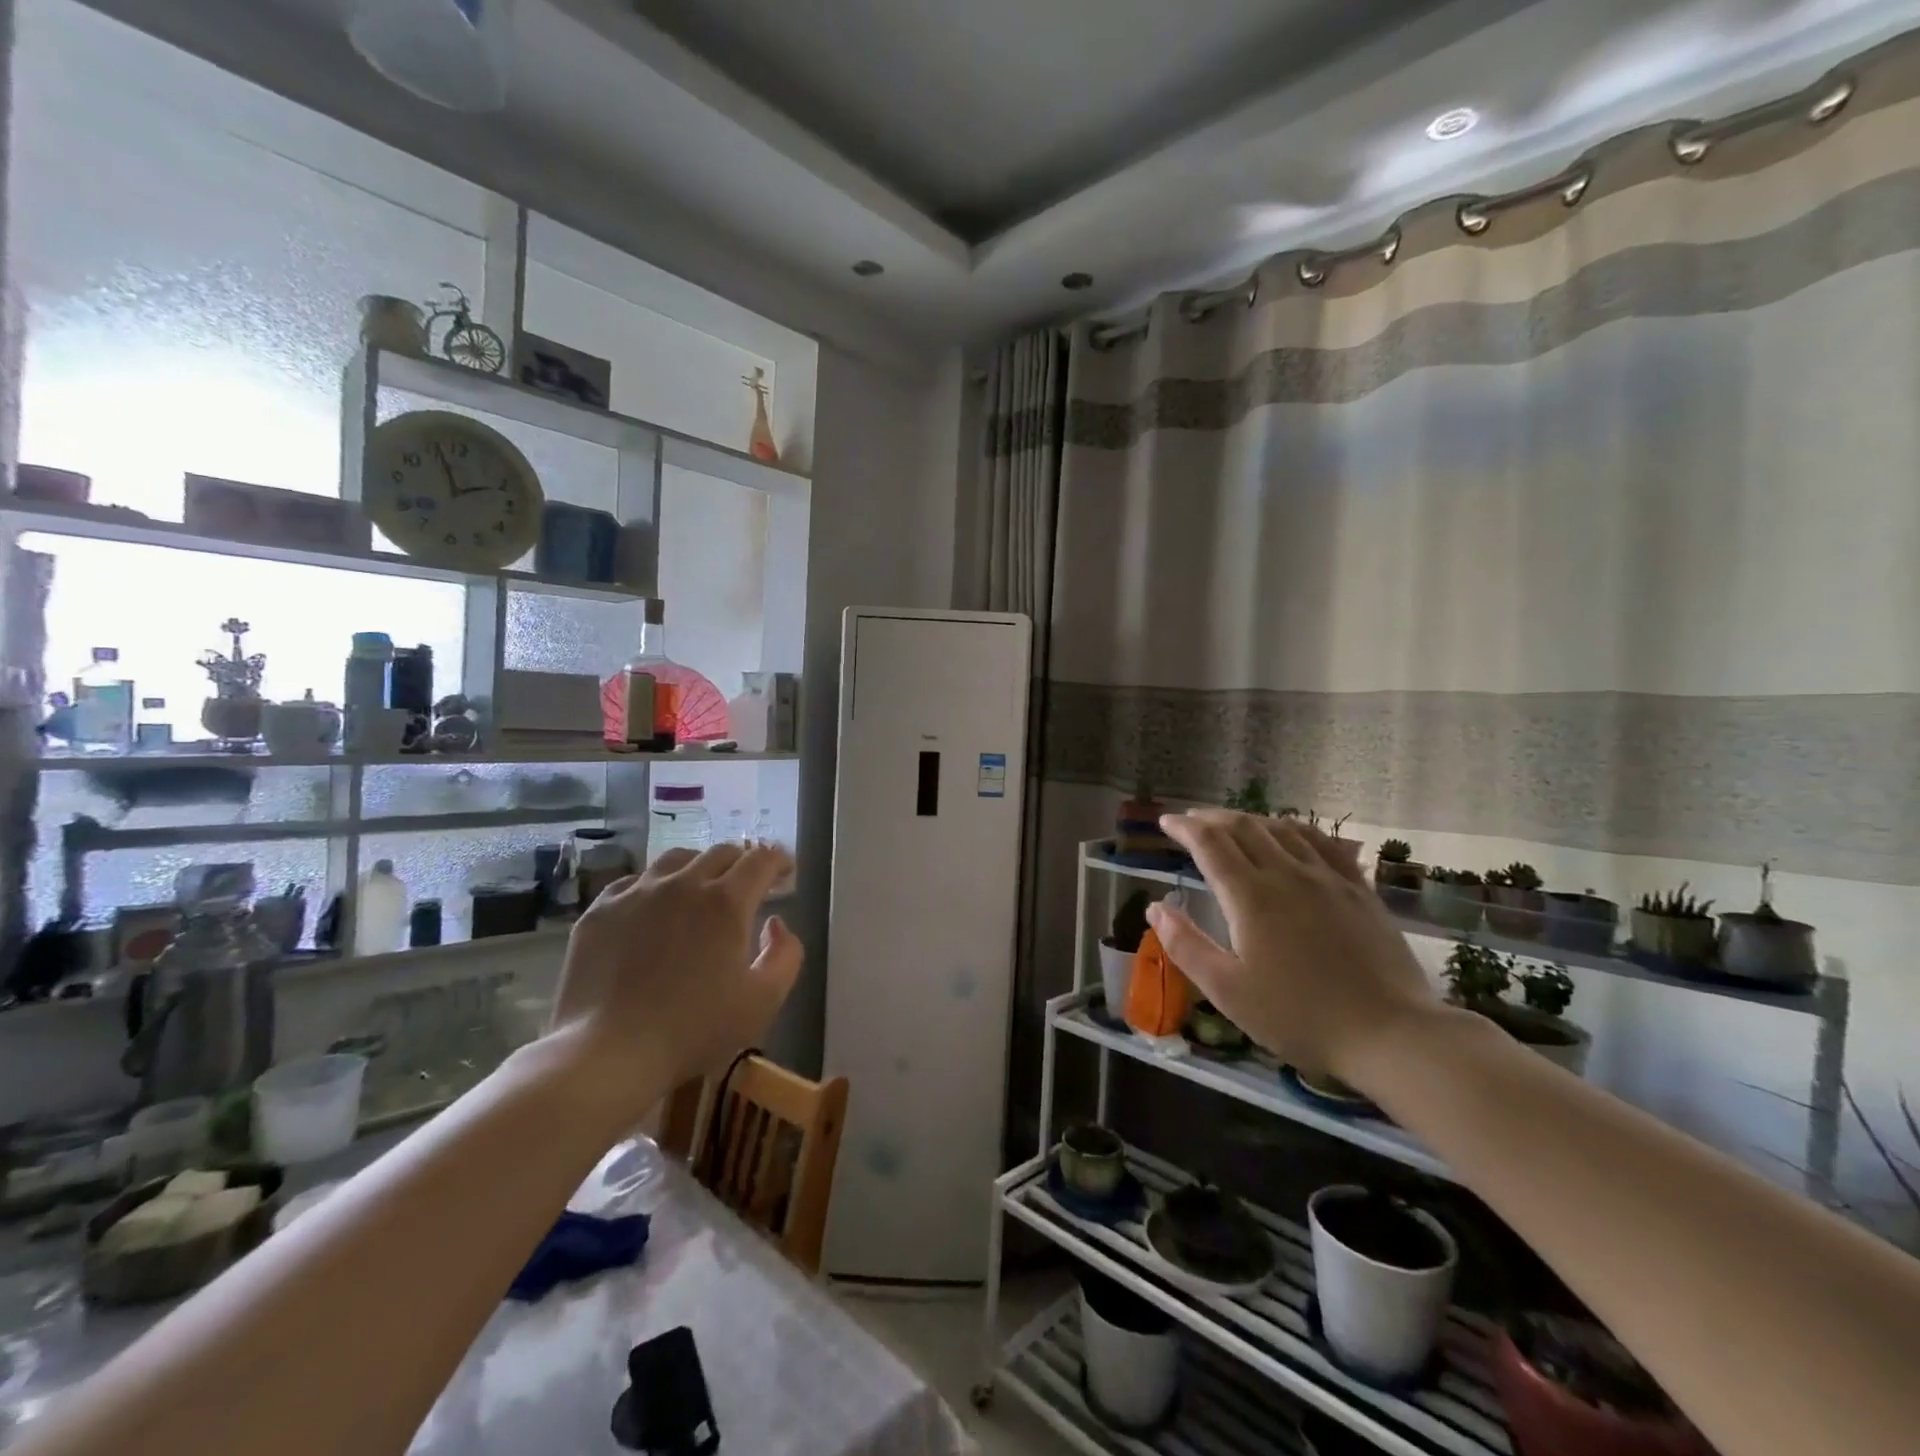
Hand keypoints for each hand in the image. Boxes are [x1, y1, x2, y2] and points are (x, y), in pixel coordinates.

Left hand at [545, 844, 802, 1117]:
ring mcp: (637, 892)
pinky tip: (653, 909)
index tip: (785, 872)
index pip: (761, 860)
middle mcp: (683, 883)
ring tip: (700, 888)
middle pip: (720, 853)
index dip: (779, 860)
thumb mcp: (763, 1000)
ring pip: (676, 860)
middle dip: (741, 863)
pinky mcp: (601, 910)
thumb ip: (785, 954)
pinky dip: (655, 887)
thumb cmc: (694, 1029)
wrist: (608, 1052)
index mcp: (726, 901)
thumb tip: (775, 923)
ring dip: (698, 868)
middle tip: (747, 885)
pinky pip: (635, 882)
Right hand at [1148, 810, 1437, 1084]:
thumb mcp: (1228, 990)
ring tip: (1234, 824)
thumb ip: (1186, 945)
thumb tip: (1155, 907)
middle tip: (1192, 820)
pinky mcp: (1359, 890)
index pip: (1210, 844)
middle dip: (1212, 818)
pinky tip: (1291, 834)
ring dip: (1250, 820)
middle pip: (1244, 828)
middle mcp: (1287, 874)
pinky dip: (1296, 829)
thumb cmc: (1299, 1017)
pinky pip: (1323, 843)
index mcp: (1250, 897)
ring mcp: (1328, 878)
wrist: (1390, 1034)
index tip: (1166, 822)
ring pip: (1283, 829)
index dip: (1184, 828)